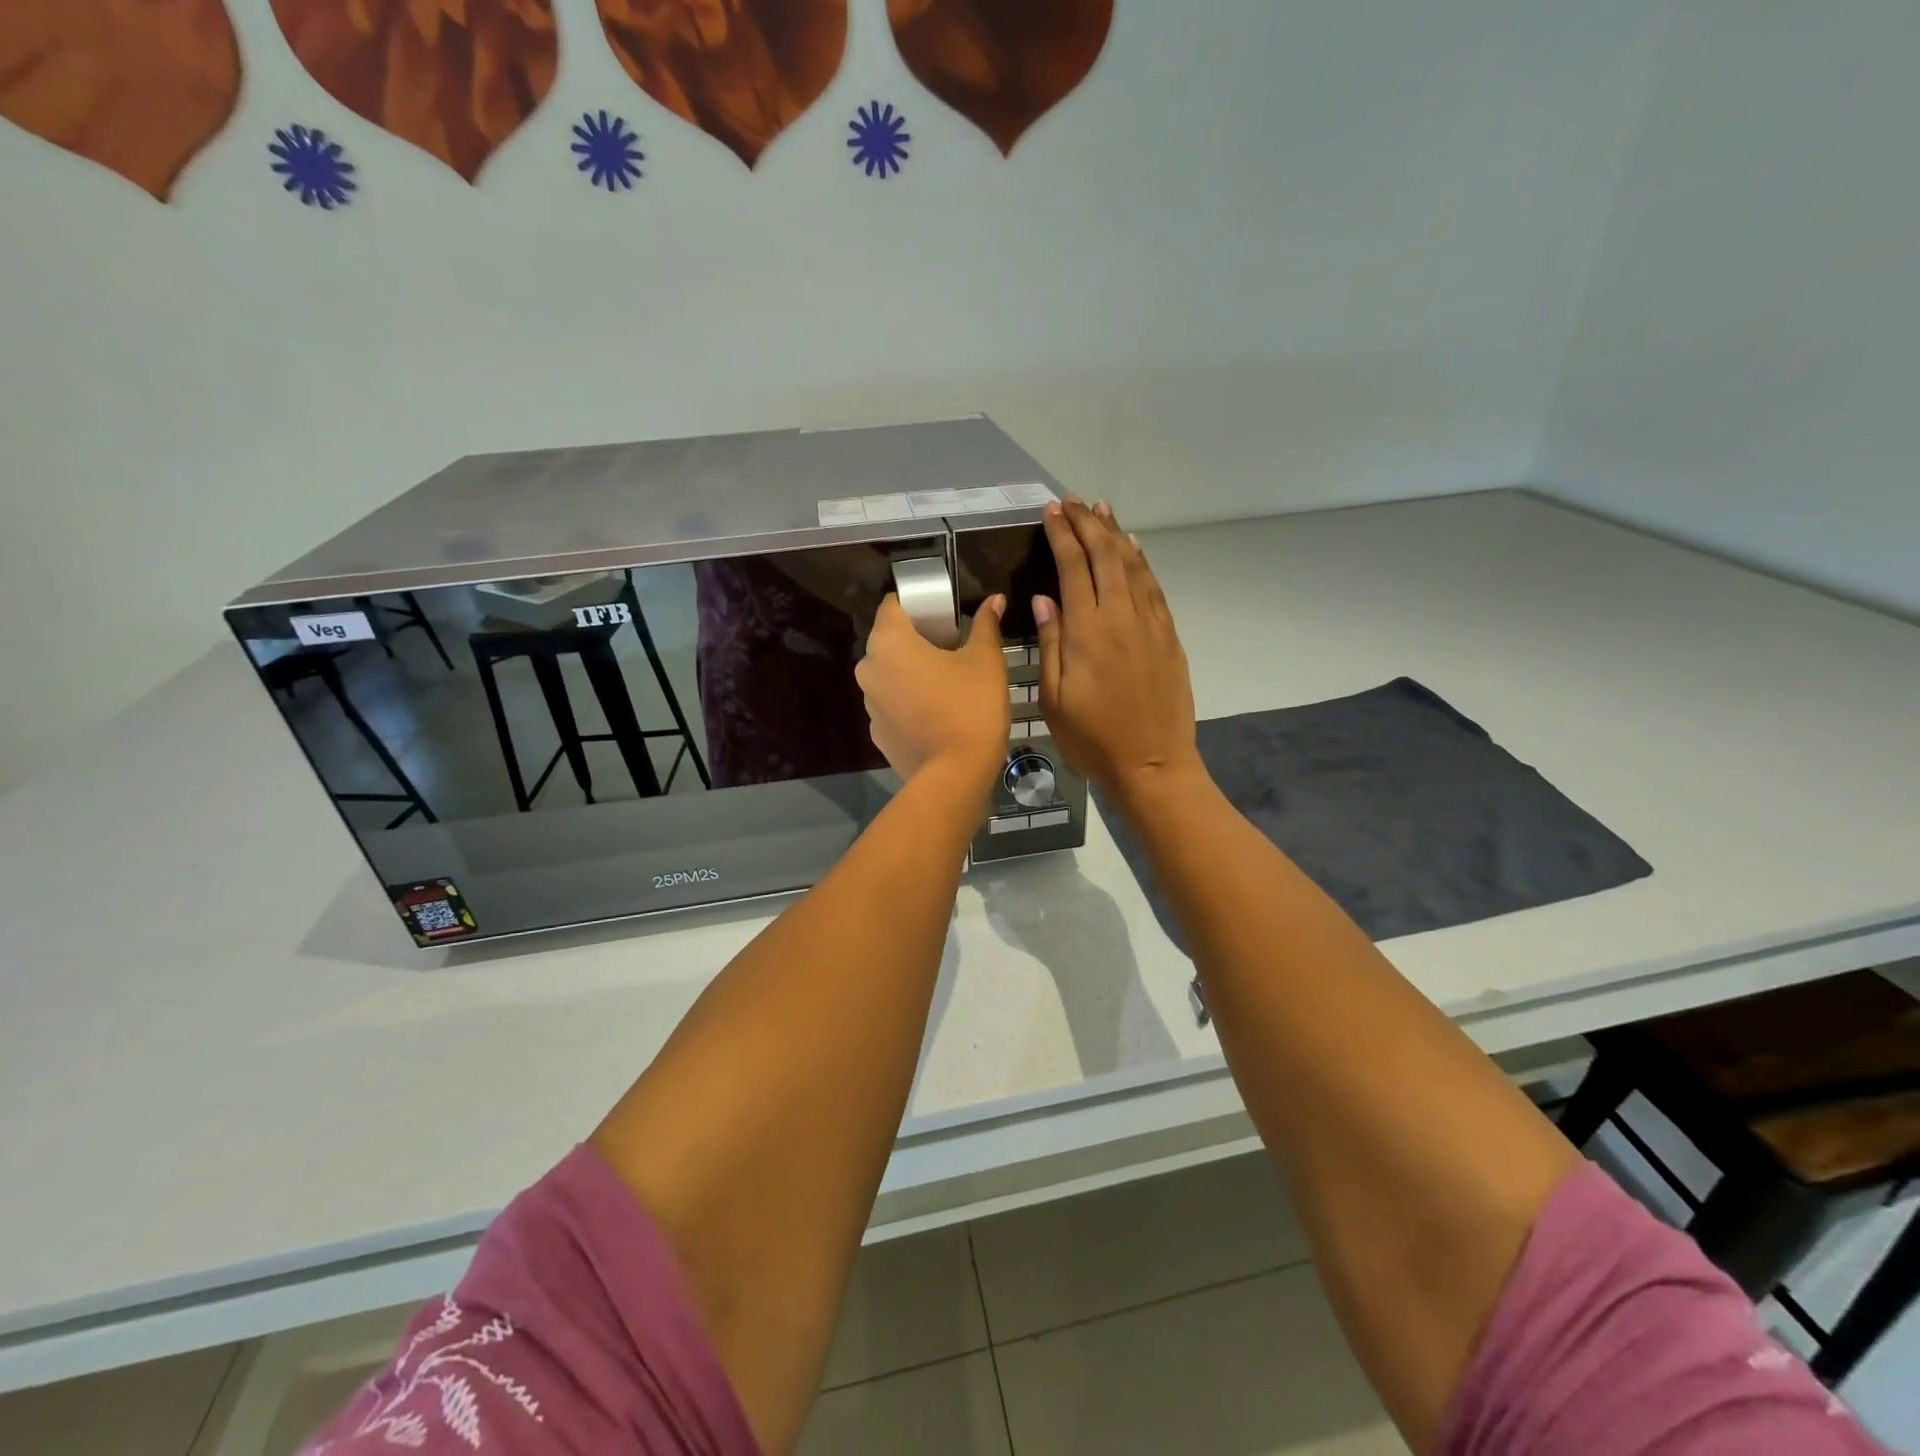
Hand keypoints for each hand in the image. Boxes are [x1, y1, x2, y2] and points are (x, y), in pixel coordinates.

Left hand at [857, 592, 1009, 782]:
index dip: (916, 603)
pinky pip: (891, 704)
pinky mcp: (877, 732)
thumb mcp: (985, 660)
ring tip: (945, 682)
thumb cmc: (971, 707)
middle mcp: (869, 668)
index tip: (942, 613)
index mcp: (889, 642)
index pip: (892, 605)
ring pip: (888, 674)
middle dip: (915, 638)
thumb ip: (986, 625)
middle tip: (950, 646)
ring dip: (910, 672)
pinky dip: (908, 702)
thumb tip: (995, 600)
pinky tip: (935, 712)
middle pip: (888, 640)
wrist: (955, 774)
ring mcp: (869, 703)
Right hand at [1035, 500, 1201, 802]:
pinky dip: (1141, 561)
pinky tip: (1133, 549)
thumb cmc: (1093, 738)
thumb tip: (1045, 598)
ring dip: (1116, 534)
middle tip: (1073, 501)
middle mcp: (1121, 616)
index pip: (1073, 568)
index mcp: (1088, 630)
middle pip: (1106, 556)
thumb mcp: (1054, 698)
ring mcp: (1150, 624)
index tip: (1051, 511)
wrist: (1153, 764)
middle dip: (1088, 523)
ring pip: (1133, 565)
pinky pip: (1153, 587)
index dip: (1062, 535)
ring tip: (1102, 509)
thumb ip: (1051, 643)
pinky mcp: (1169, 636)